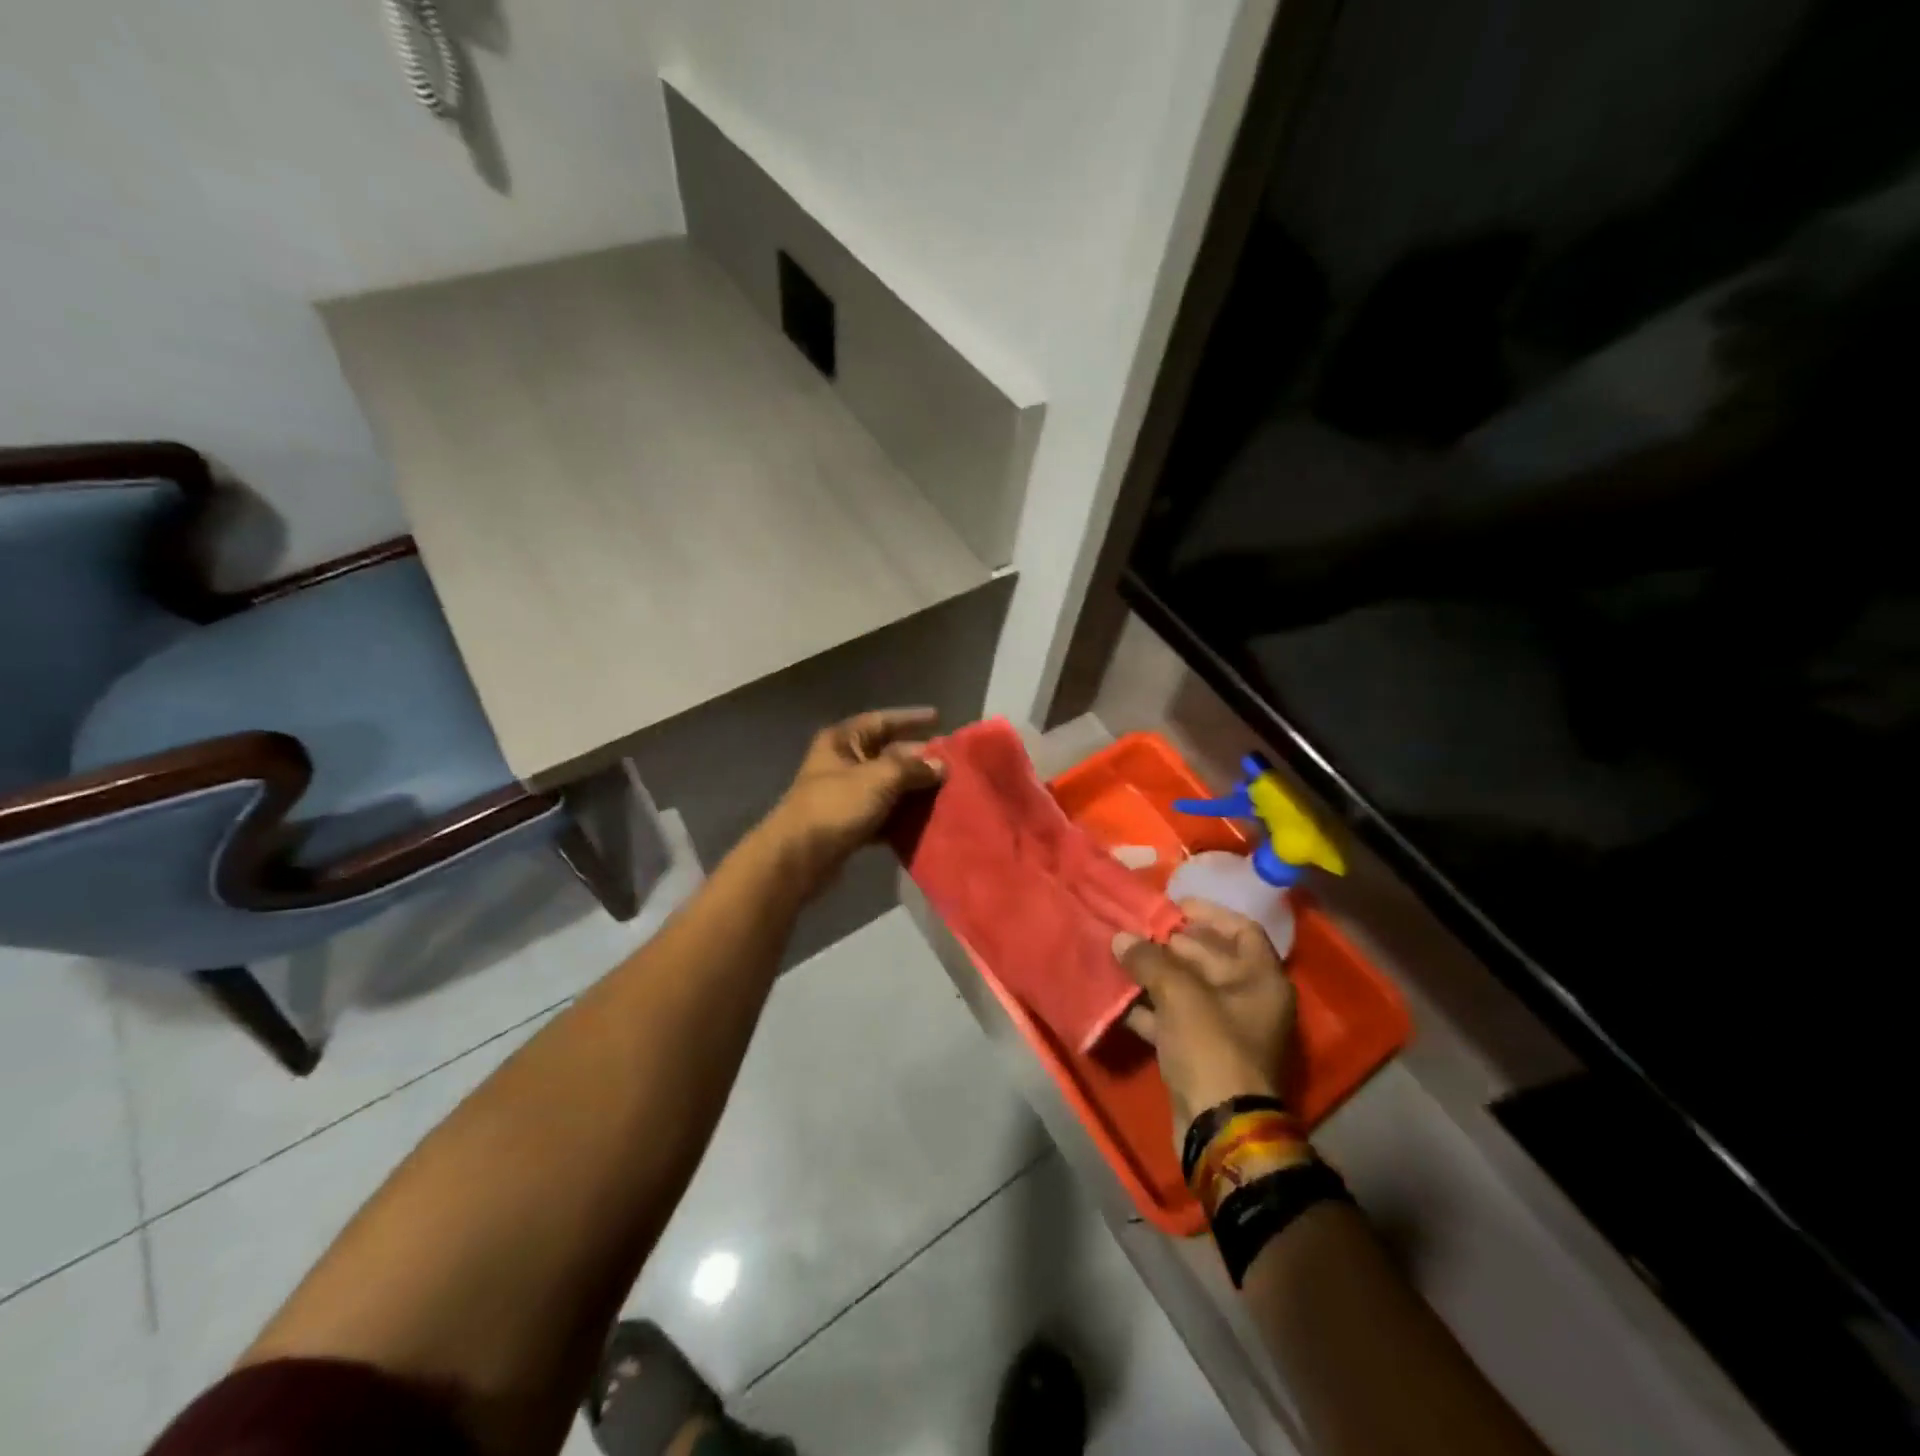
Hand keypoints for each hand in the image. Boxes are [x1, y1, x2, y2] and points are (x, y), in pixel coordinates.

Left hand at [762, 708, 946, 895]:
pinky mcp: (849, 823)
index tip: (939, 718)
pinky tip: (926, 820)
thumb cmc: (836, 806)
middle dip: (918, 758)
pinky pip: (883, 812)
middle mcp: (843, 762)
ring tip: (947, 791)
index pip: (882, 720)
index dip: (910, 718)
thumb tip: (940, 765)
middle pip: (888, 753)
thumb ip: (912, 768)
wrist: (799, 858)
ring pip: (887, 785)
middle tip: (952, 763)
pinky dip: (902, 815)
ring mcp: (845, 794)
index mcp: (843, 741)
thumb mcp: (878, 779)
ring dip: (914, 789)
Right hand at [1113, 900, 1296, 1146]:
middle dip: (1173, 944)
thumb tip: (1121, 938)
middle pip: (1212, 959)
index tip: (1172, 905)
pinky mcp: (1204, 1056)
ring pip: (1190, 991)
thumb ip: (1150, 960)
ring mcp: (1227, 1032)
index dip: (1209, 913)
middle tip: (1136, 929)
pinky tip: (1120, 1000)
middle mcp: (1250, 1001)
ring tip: (1122, 958)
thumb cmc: (1212, 1047)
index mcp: (1261, 980)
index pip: (1241, 930)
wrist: (1219, 1127)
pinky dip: (1151, 1010)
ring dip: (1157, 976)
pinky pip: (1176, 1021)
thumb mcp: (1180, 995)